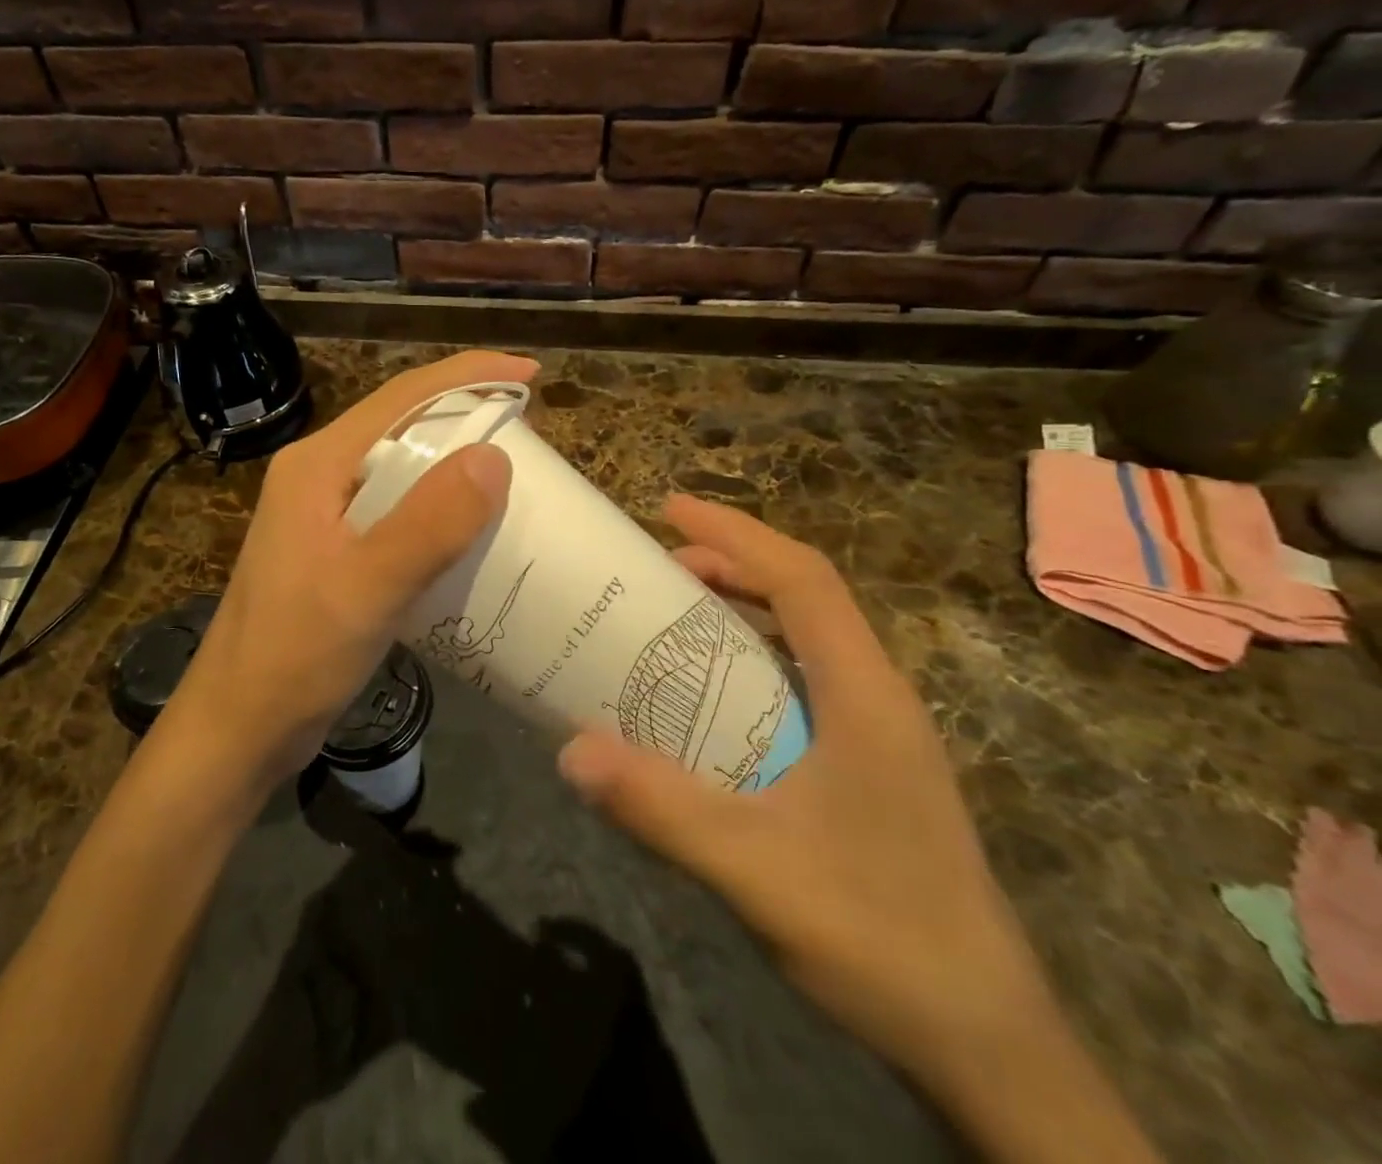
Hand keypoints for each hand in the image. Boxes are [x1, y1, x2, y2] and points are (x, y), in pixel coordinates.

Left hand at [164, 350, 534, 791]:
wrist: (239, 727)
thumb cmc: (294, 655)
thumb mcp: (367, 588)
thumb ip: (428, 523)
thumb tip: (494, 457)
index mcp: (319, 465)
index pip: (401, 397)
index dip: (468, 376)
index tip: (530, 372)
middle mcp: (320, 477)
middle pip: (402, 425)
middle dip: (466, 416)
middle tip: (530, 432)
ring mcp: (325, 516)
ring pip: (403, 470)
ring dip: (456, 465)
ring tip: (514, 477)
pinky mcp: (336, 553)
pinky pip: (399, 512)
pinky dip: (440, 511)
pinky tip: (472, 533)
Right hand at [555, 495, 1056, 1100]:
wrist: (988, 1049)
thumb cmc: (883, 939)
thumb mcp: (757, 870)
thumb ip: (663, 808)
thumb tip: (569, 750)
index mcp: (865, 694)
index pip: (802, 578)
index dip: (734, 533)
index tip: (669, 508)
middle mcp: (877, 697)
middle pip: (805, 597)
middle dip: (731, 562)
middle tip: (655, 561)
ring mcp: (879, 734)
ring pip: (806, 638)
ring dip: (742, 608)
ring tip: (673, 608)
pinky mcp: (869, 768)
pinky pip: (803, 681)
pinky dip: (752, 658)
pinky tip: (710, 694)